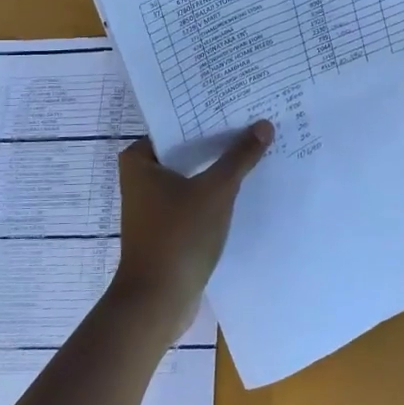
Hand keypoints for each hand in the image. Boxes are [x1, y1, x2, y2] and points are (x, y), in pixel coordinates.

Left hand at [110, 121, 273, 334]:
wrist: (157, 301)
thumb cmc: (178, 236)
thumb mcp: (215, 191)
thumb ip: (240, 157)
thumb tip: (264, 125)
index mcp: (139, 159)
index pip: (177, 123)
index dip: (208, 114)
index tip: (239, 103)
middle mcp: (141, 177)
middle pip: (187, 149)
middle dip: (218, 140)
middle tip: (255, 121)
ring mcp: (153, 203)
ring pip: (192, 174)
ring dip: (219, 167)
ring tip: (256, 148)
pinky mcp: (167, 225)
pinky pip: (195, 197)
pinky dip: (214, 191)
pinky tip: (245, 185)